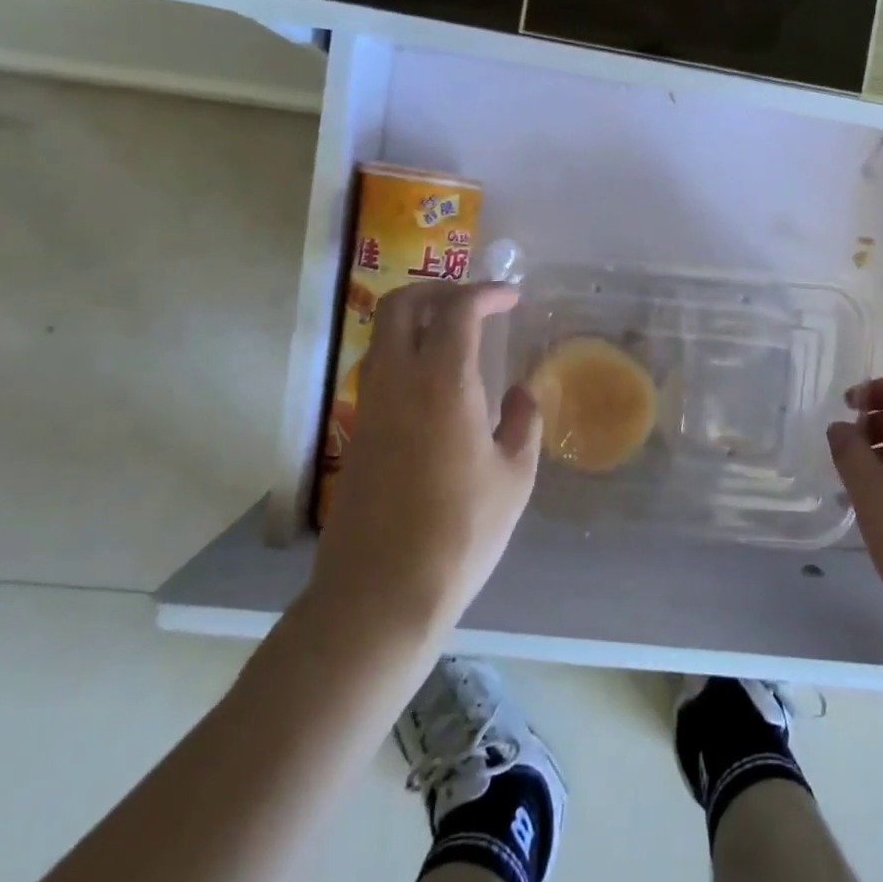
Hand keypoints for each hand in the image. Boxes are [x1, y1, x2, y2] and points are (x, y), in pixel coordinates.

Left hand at [308, 282, 540, 640]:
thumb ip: (524, 422)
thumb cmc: (461, 531)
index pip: (457, 309)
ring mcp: (370, 406)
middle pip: (401, 304)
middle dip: (439, 289)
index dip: (486, 292)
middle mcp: (398, 381)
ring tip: (457, 337)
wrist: (381, 592)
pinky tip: (437, 385)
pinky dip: (406, 354)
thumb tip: (520, 391)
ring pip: (382, 335)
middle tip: (475, 303)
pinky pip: (378, 370)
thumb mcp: (515, 476)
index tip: (511, 297)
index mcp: (443, 382)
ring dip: (417, 320)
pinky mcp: (358, 433)